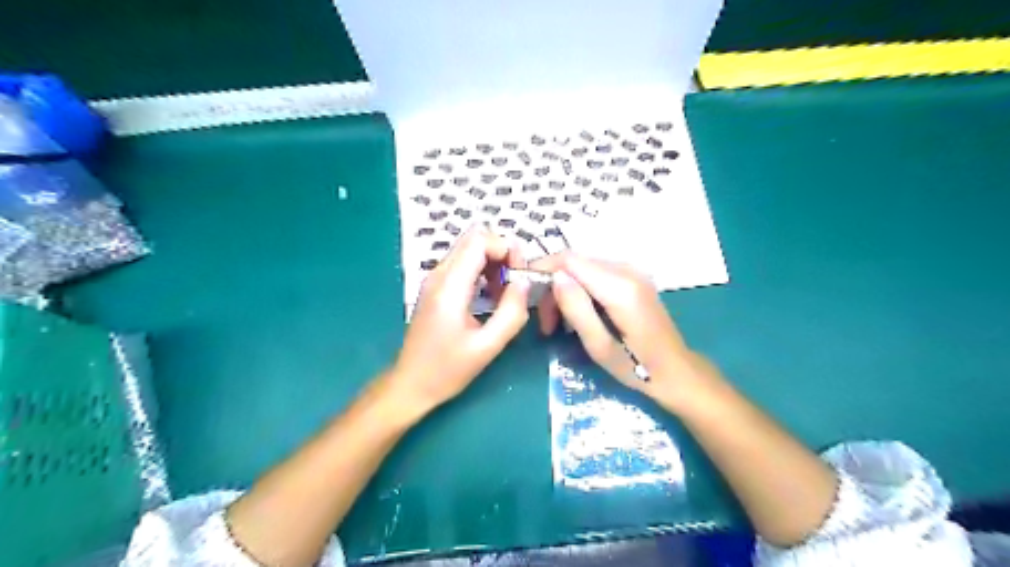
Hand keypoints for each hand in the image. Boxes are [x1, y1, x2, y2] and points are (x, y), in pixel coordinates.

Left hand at [384, 226, 530, 416]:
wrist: (410, 385)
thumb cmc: (447, 370)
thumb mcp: (487, 346)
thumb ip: (511, 312)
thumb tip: (525, 283)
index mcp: (450, 286)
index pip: (479, 240)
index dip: (506, 249)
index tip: (521, 274)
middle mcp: (439, 274)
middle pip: (474, 238)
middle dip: (502, 252)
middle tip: (517, 280)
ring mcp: (435, 279)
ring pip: (469, 249)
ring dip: (494, 262)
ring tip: (507, 292)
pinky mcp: (436, 288)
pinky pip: (463, 265)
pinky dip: (483, 271)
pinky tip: (492, 296)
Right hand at [529, 255, 717, 409]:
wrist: (677, 370)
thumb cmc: (638, 367)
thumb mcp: (599, 346)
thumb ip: (576, 309)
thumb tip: (555, 277)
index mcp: (621, 287)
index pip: (571, 260)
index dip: (543, 267)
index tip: (524, 290)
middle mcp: (627, 270)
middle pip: (575, 263)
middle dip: (553, 288)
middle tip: (546, 325)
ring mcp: (632, 272)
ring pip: (583, 269)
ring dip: (565, 292)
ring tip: (559, 326)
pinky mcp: (633, 278)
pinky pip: (596, 275)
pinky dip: (580, 291)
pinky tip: (579, 316)